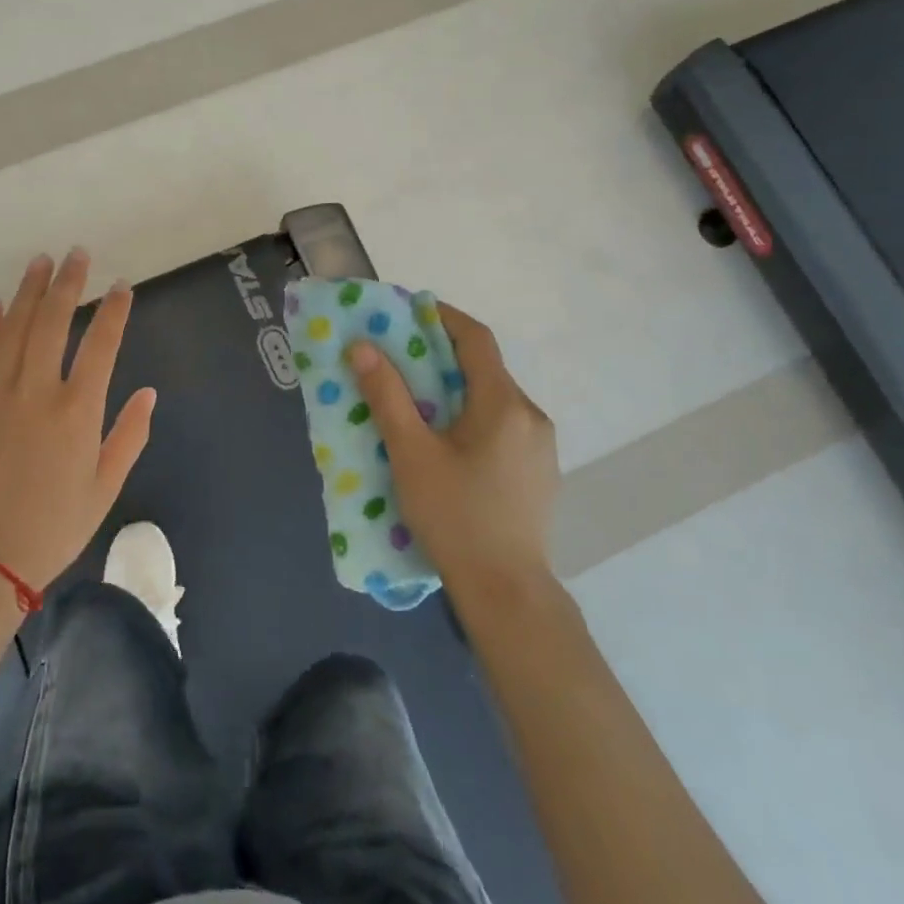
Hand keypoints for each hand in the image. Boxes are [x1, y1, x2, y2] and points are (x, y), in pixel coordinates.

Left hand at [0, 250, 155, 593]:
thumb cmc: (54, 527)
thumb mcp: (105, 488)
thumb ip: (129, 436)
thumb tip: (148, 393)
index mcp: (77, 412)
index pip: (101, 345)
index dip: (114, 311)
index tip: (122, 286)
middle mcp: (37, 393)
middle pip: (52, 323)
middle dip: (67, 284)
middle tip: (76, 254)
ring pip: (13, 330)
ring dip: (27, 292)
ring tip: (39, 262)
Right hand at [347, 304, 558, 595]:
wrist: (507, 592)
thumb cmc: (455, 517)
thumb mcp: (412, 454)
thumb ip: (387, 397)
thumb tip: (363, 348)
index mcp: (504, 404)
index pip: (476, 339)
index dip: (442, 317)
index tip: (408, 311)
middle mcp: (531, 415)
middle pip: (485, 369)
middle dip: (442, 355)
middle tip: (400, 359)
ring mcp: (541, 446)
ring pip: (493, 399)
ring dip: (456, 389)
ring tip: (417, 402)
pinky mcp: (539, 472)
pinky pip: (502, 426)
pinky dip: (472, 417)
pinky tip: (447, 444)